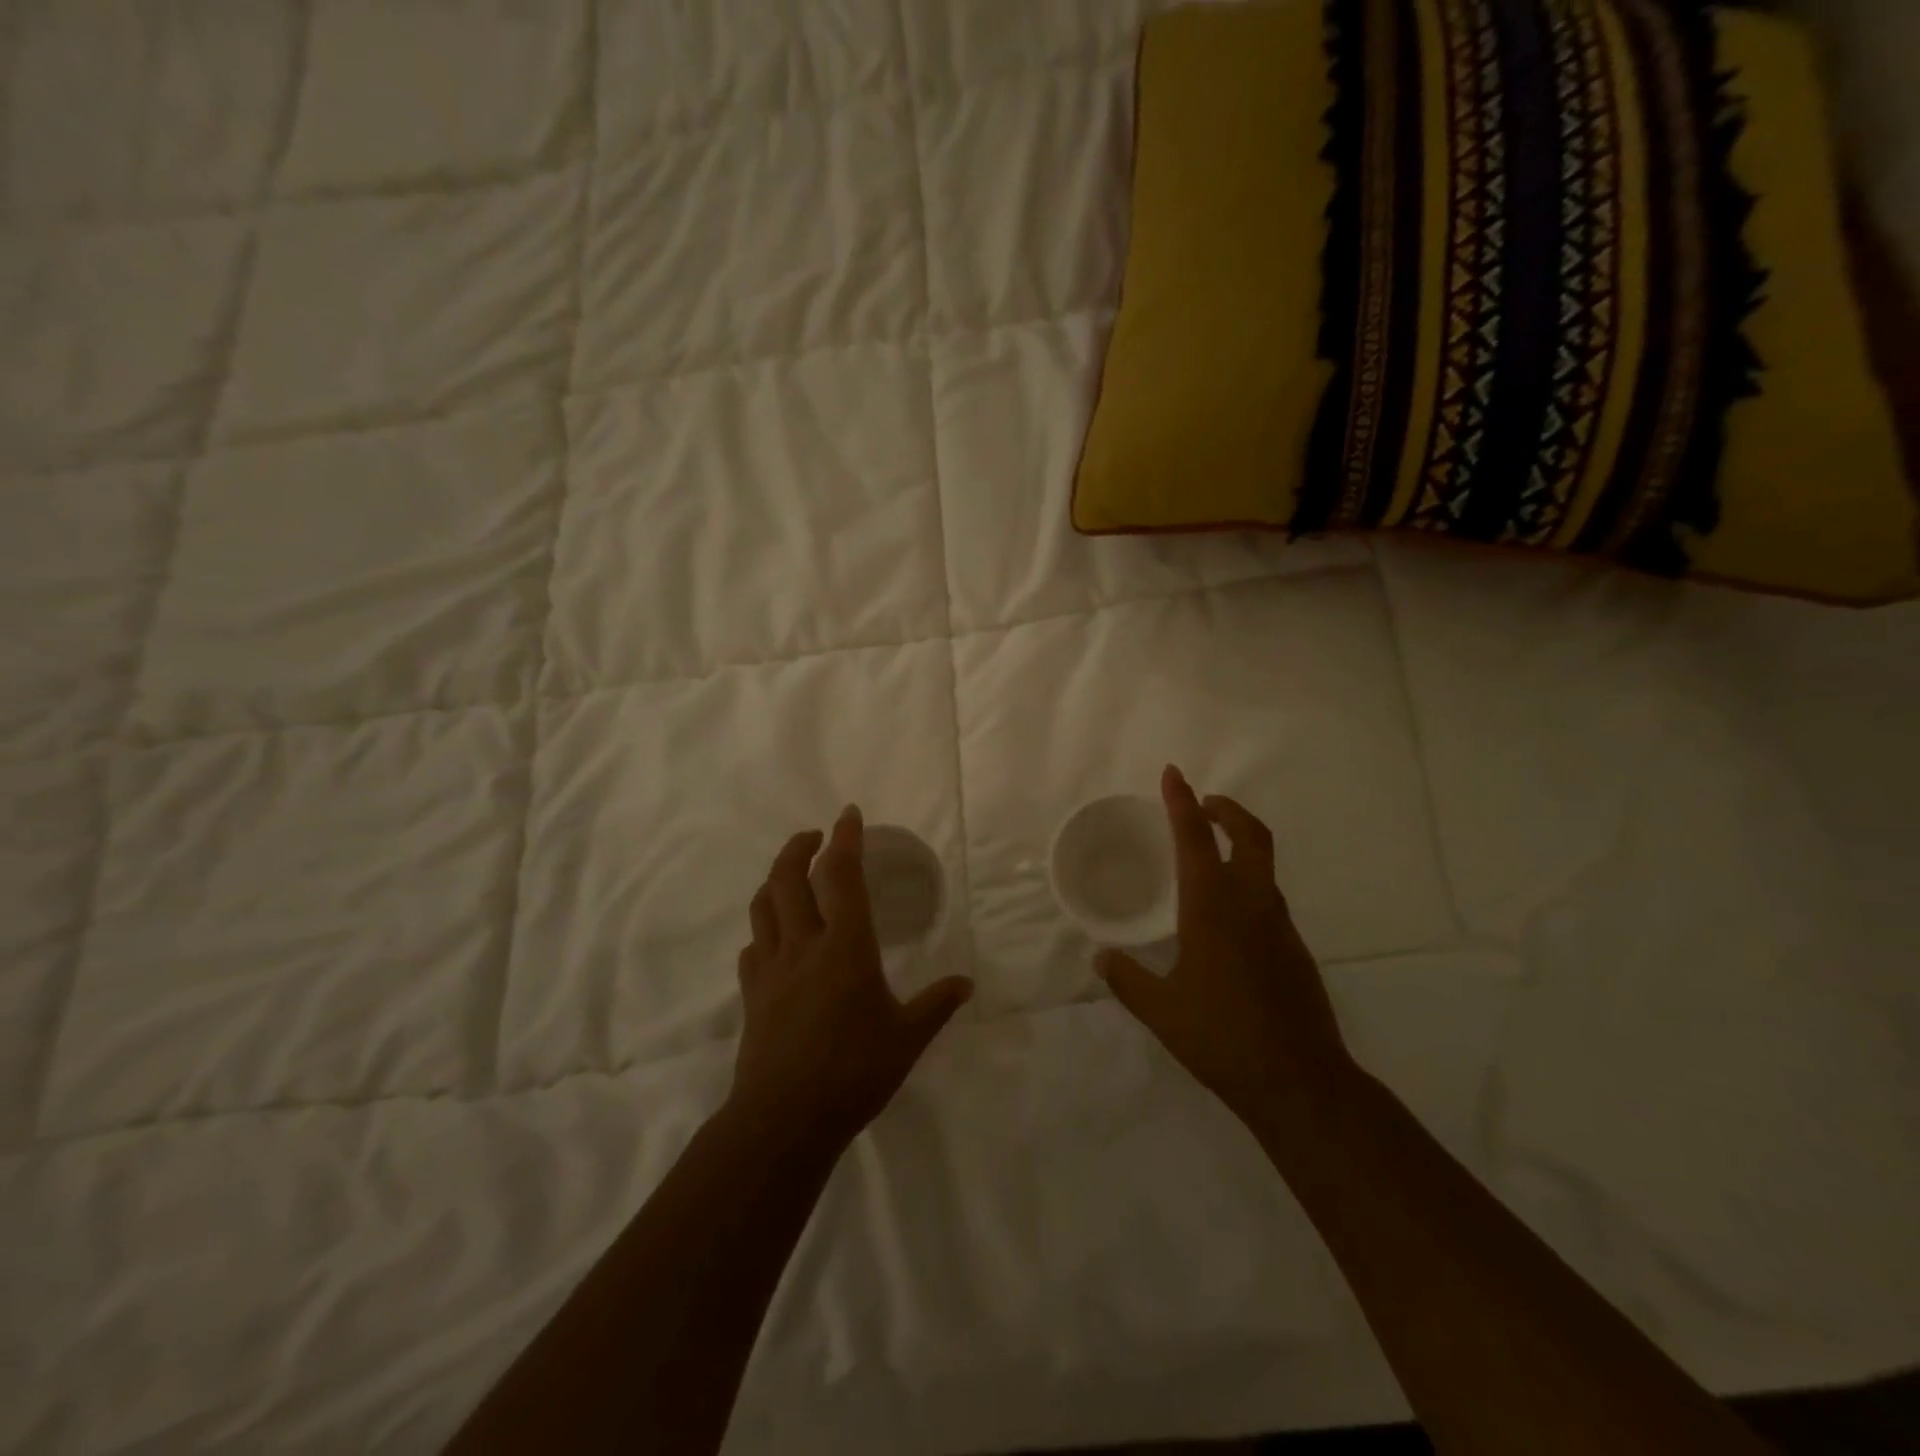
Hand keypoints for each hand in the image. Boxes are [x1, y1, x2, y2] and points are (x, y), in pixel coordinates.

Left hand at [729, 806, 973, 1155]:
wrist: (784, 1118)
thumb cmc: (854, 1072)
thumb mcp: (907, 1038)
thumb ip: (936, 1005)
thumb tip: (966, 984)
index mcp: (846, 946)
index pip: (842, 876)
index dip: (845, 839)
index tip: (849, 815)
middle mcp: (803, 945)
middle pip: (788, 878)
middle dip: (799, 847)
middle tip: (815, 836)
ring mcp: (771, 968)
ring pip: (763, 906)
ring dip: (775, 879)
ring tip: (791, 875)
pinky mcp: (752, 994)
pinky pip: (752, 947)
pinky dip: (763, 930)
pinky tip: (773, 939)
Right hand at [1096, 766, 1355, 1149]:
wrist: (1300, 1081)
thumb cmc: (1222, 1038)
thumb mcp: (1162, 1011)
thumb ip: (1127, 979)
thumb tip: (1102, 957)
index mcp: (1212, 908)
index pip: (1194, 839)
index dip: (1180, 802)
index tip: (1172, 773)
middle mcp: (1250, 905)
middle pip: (1249, 836)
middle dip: (1227, 810)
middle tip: (1203, 804)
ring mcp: (1279, 926)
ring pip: (1263, 866)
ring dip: (1240, 844)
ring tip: (1209, 857)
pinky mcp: (1295, 950)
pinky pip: (1268, 899)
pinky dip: (1248, 883)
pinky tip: (1228, 918)